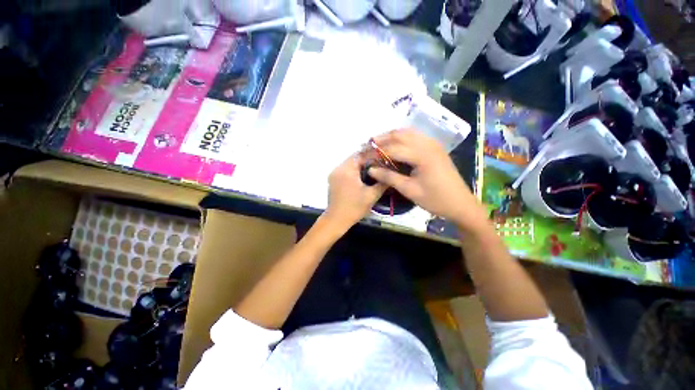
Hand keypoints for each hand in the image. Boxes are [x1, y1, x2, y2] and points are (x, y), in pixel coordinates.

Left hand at [325, 154, 386, 229]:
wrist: (336, 220)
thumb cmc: (354, 208)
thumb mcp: (372, 196)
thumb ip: (382, 183)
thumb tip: (391, 173)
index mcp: (347, 170)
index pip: (361, 154)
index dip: (373, 155)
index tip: (384, 159)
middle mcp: (338, 168)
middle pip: (354, 158)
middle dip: (367, 160)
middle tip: (380, 164)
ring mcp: (334, 174)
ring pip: (349, 163)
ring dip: (360, 165)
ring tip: (373, 170)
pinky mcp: (332, 179)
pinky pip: (345, 170)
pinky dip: (354, 170)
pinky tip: (362, 177)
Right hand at [368, 129, 486, 230]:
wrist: (460, 203)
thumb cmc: (435, 199)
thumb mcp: (409, 190)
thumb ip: (389, 177)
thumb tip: (370, 170)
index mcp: (422, 155)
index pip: (393, 148)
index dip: (377, 152)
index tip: (364, 156)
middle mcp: (428, 144)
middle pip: (400, 134)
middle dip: (382, 138)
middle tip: (369, 146)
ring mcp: (433, 144)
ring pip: (408, 133)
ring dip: (392, 136)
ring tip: (379, 144)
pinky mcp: (435, 148)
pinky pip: (416, 137)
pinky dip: (403, 138)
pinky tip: (396, 145)